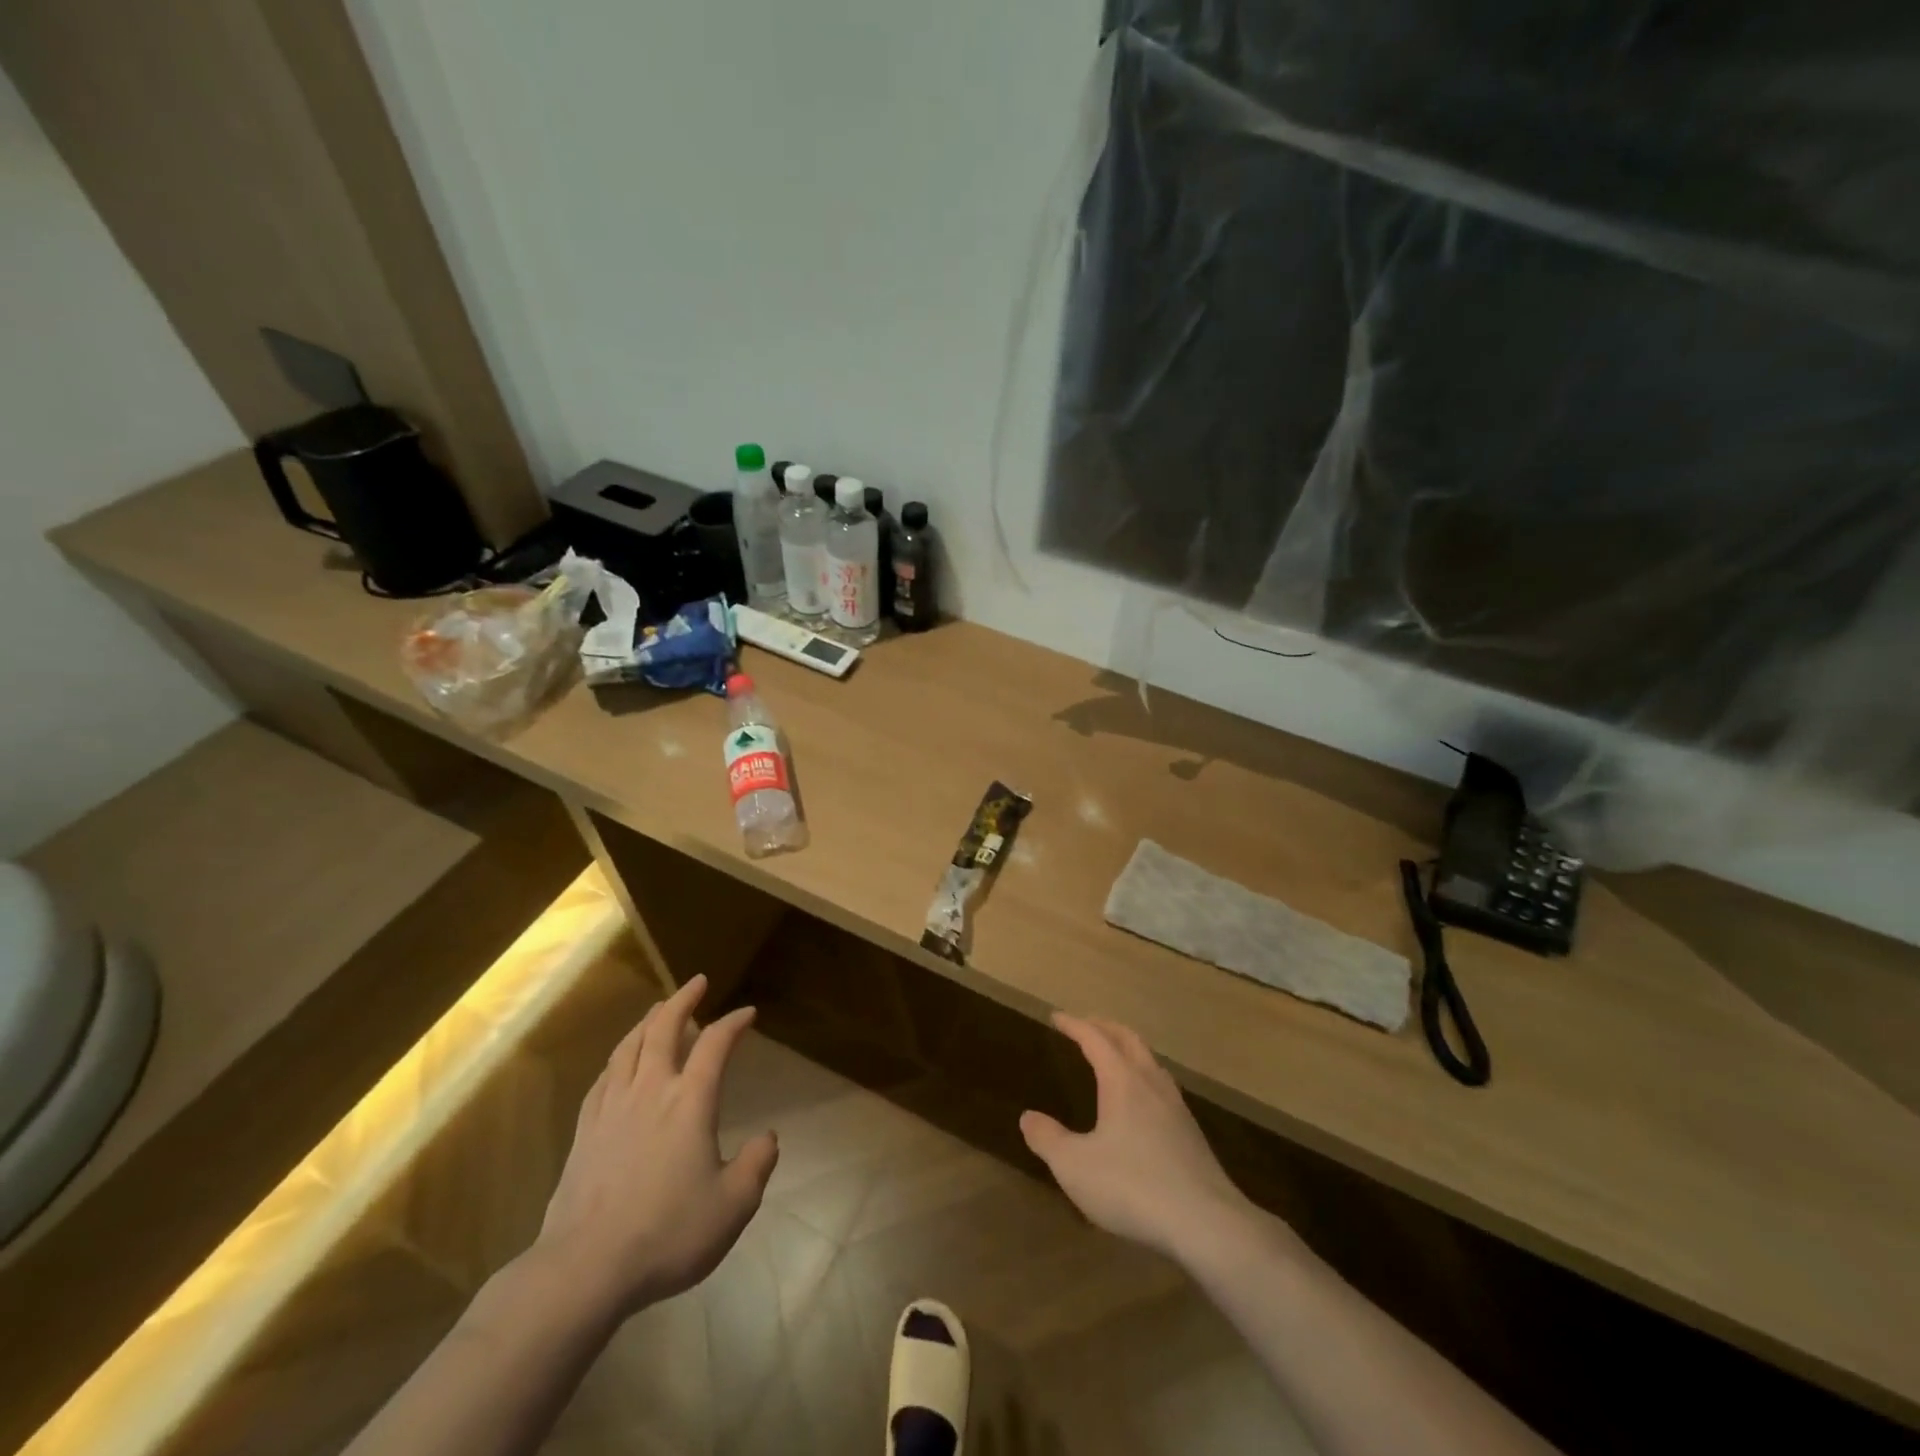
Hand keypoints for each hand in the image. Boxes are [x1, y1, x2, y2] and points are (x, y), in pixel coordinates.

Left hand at [534, 974, 777, 1316]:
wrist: (584, 1268)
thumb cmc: (667, 1233)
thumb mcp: (732, 1206)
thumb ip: (756, 1166)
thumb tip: (768, 1138)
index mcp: (690, 1102)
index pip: (715, 1045)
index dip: (733, 1023)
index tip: (748, 1013)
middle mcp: (651, 1091)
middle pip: (664, 1029)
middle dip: (683, 1000)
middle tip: (697, 982)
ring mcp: (612, 1108)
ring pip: (629, 1047)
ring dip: (648, 1021)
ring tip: (658, 1009)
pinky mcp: (585, 1131)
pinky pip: (603, 1078)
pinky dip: (618, 1058)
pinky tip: (620, 1062)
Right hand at [1021, 1013, 1258, 1265]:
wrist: (1206, 1223)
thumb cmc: (1133, 1186)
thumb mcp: (1075, 1167)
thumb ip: (1048, 1140)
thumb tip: (1028, 1117)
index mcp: (1122, 1081)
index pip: (1095, 1039)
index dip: (1074, 1025)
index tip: (1057, 1017)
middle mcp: (1151, 1084)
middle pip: (1129, 1040)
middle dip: (1105, 1027)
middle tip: (1086, 1025)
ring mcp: (1176, 1108)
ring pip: (1151, 1062)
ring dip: (1129, 1050)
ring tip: (1115, 1057)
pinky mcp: (1191, 1134)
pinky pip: (1163, 1088)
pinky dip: (1145, 1077)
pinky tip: (1143, 1104)